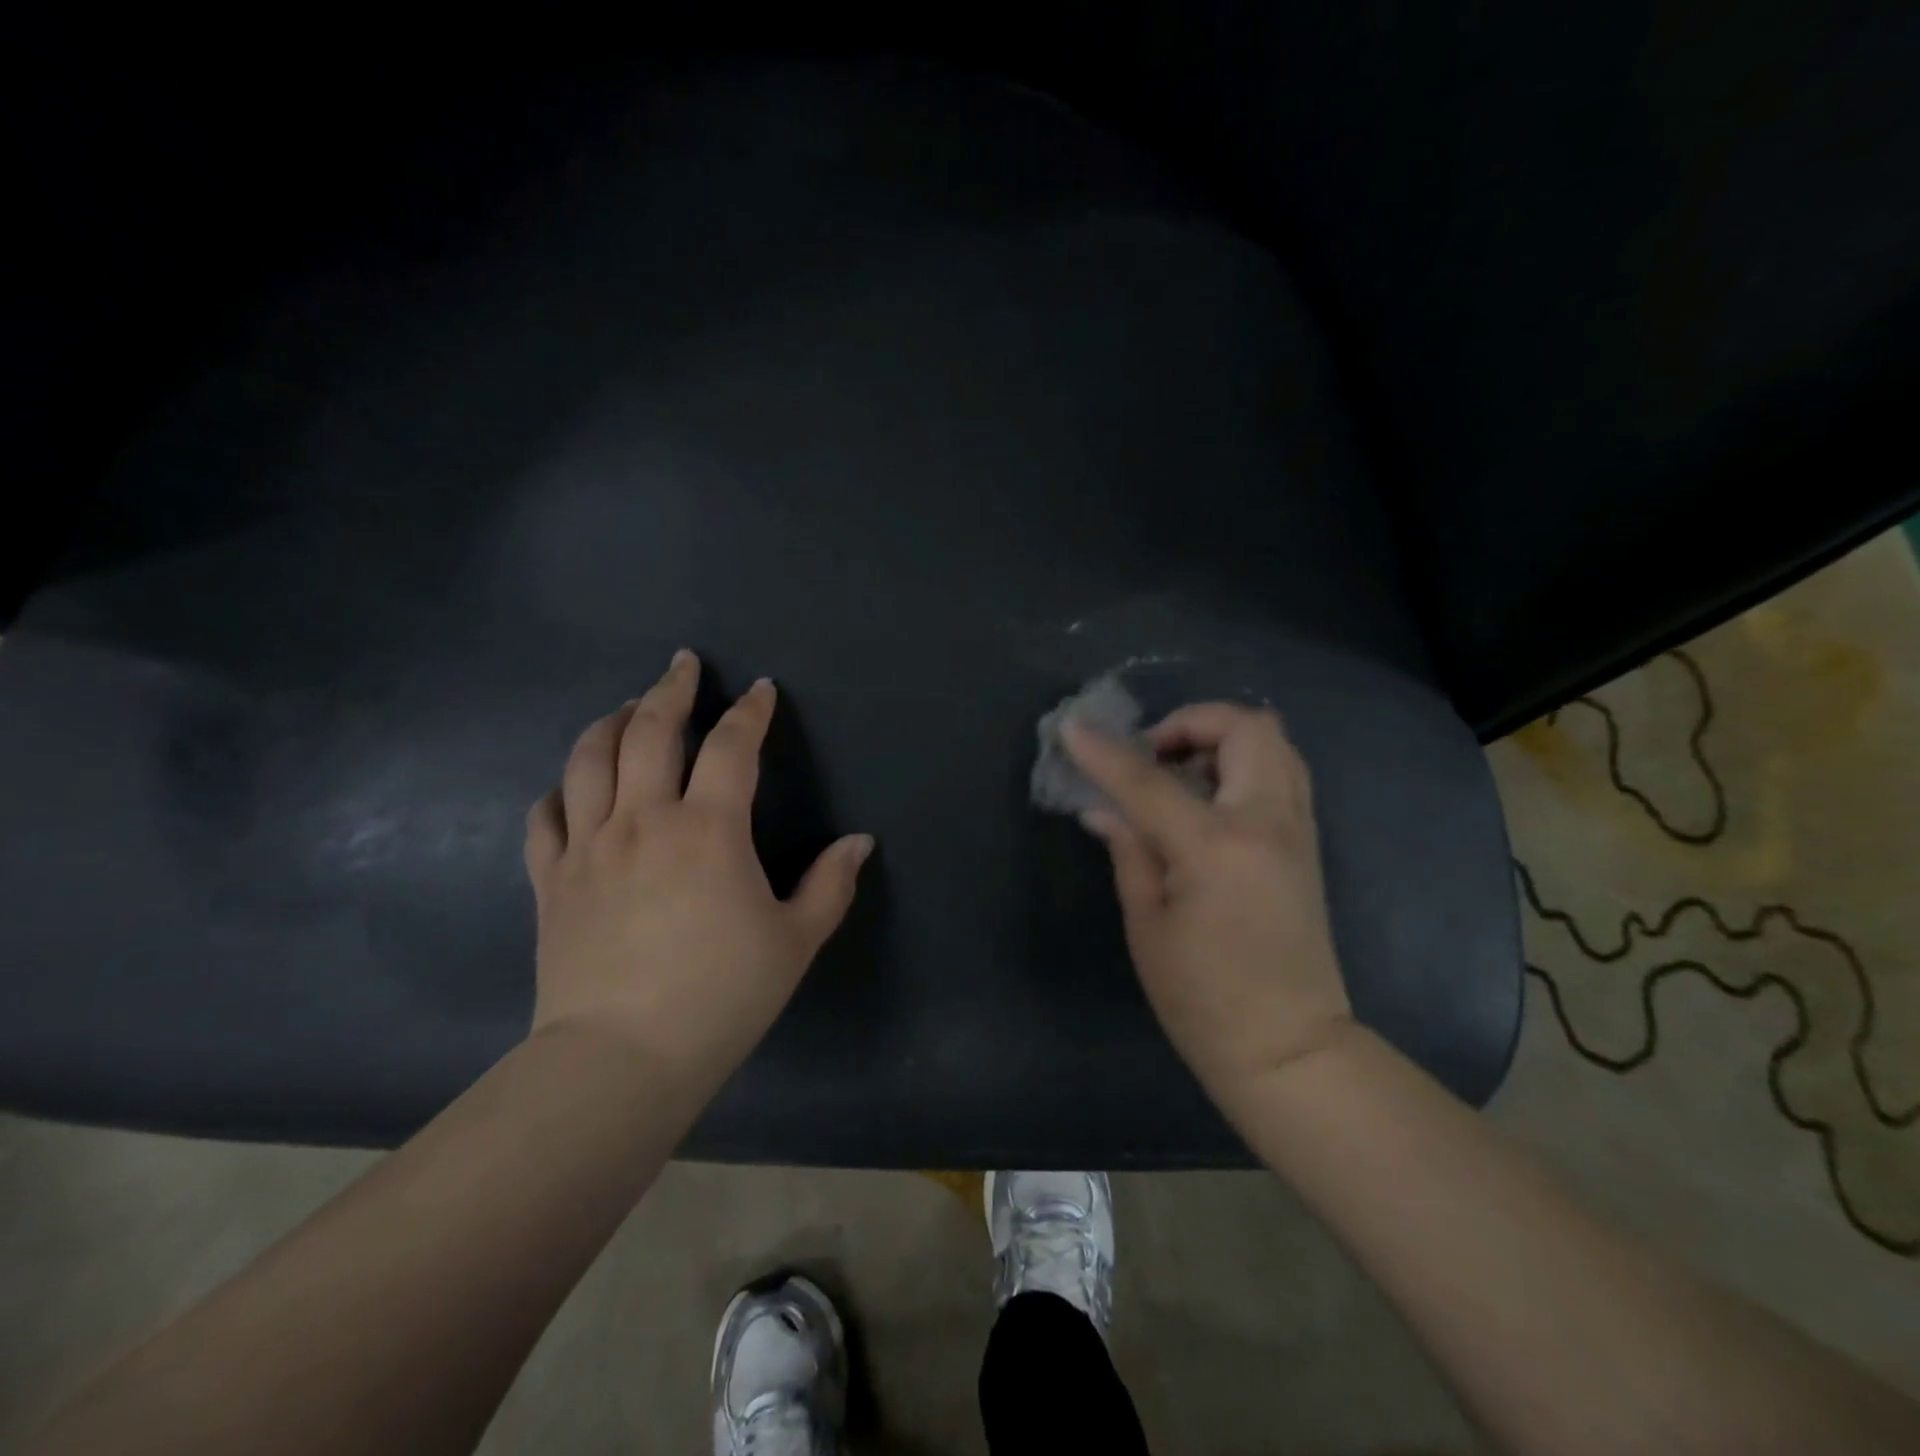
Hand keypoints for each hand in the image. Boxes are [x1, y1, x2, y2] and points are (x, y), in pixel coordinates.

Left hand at [523, 651, 873, 1093]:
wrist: (621, 1059)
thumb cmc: (721, 996)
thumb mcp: (795, 941)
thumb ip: (831, 884)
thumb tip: (859, 842)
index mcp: (709, 828)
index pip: (732, 746)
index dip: (749, 711)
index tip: (759, 689)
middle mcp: (644, 820)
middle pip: (650, 731)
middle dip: (669, 689)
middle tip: (681, 663)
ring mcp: (589, 846)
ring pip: (589, 759)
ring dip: (610, 722)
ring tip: (626, 708)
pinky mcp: (551, 880)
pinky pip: (547, 816)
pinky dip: (561, 790)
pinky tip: (571, 785)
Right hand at [1064, 703, 1353, 1111]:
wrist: (1289, 1048)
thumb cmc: (1203, 998)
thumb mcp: (1147, 925)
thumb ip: (1129, 850)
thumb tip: (1102, 808)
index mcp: (1215, 848)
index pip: (1148, 779)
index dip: (1104, 752)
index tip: (1072, 729)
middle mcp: (1266, 823)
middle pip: (1243, 727)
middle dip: (1190, 722)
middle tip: (1152, 754)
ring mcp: (1296, 829)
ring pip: (1273, 741)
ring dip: (1220, 739)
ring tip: (1179, 773)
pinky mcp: (1306, 842)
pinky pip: (1282, 771)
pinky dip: (1243, 762)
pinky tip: (1207, 798)